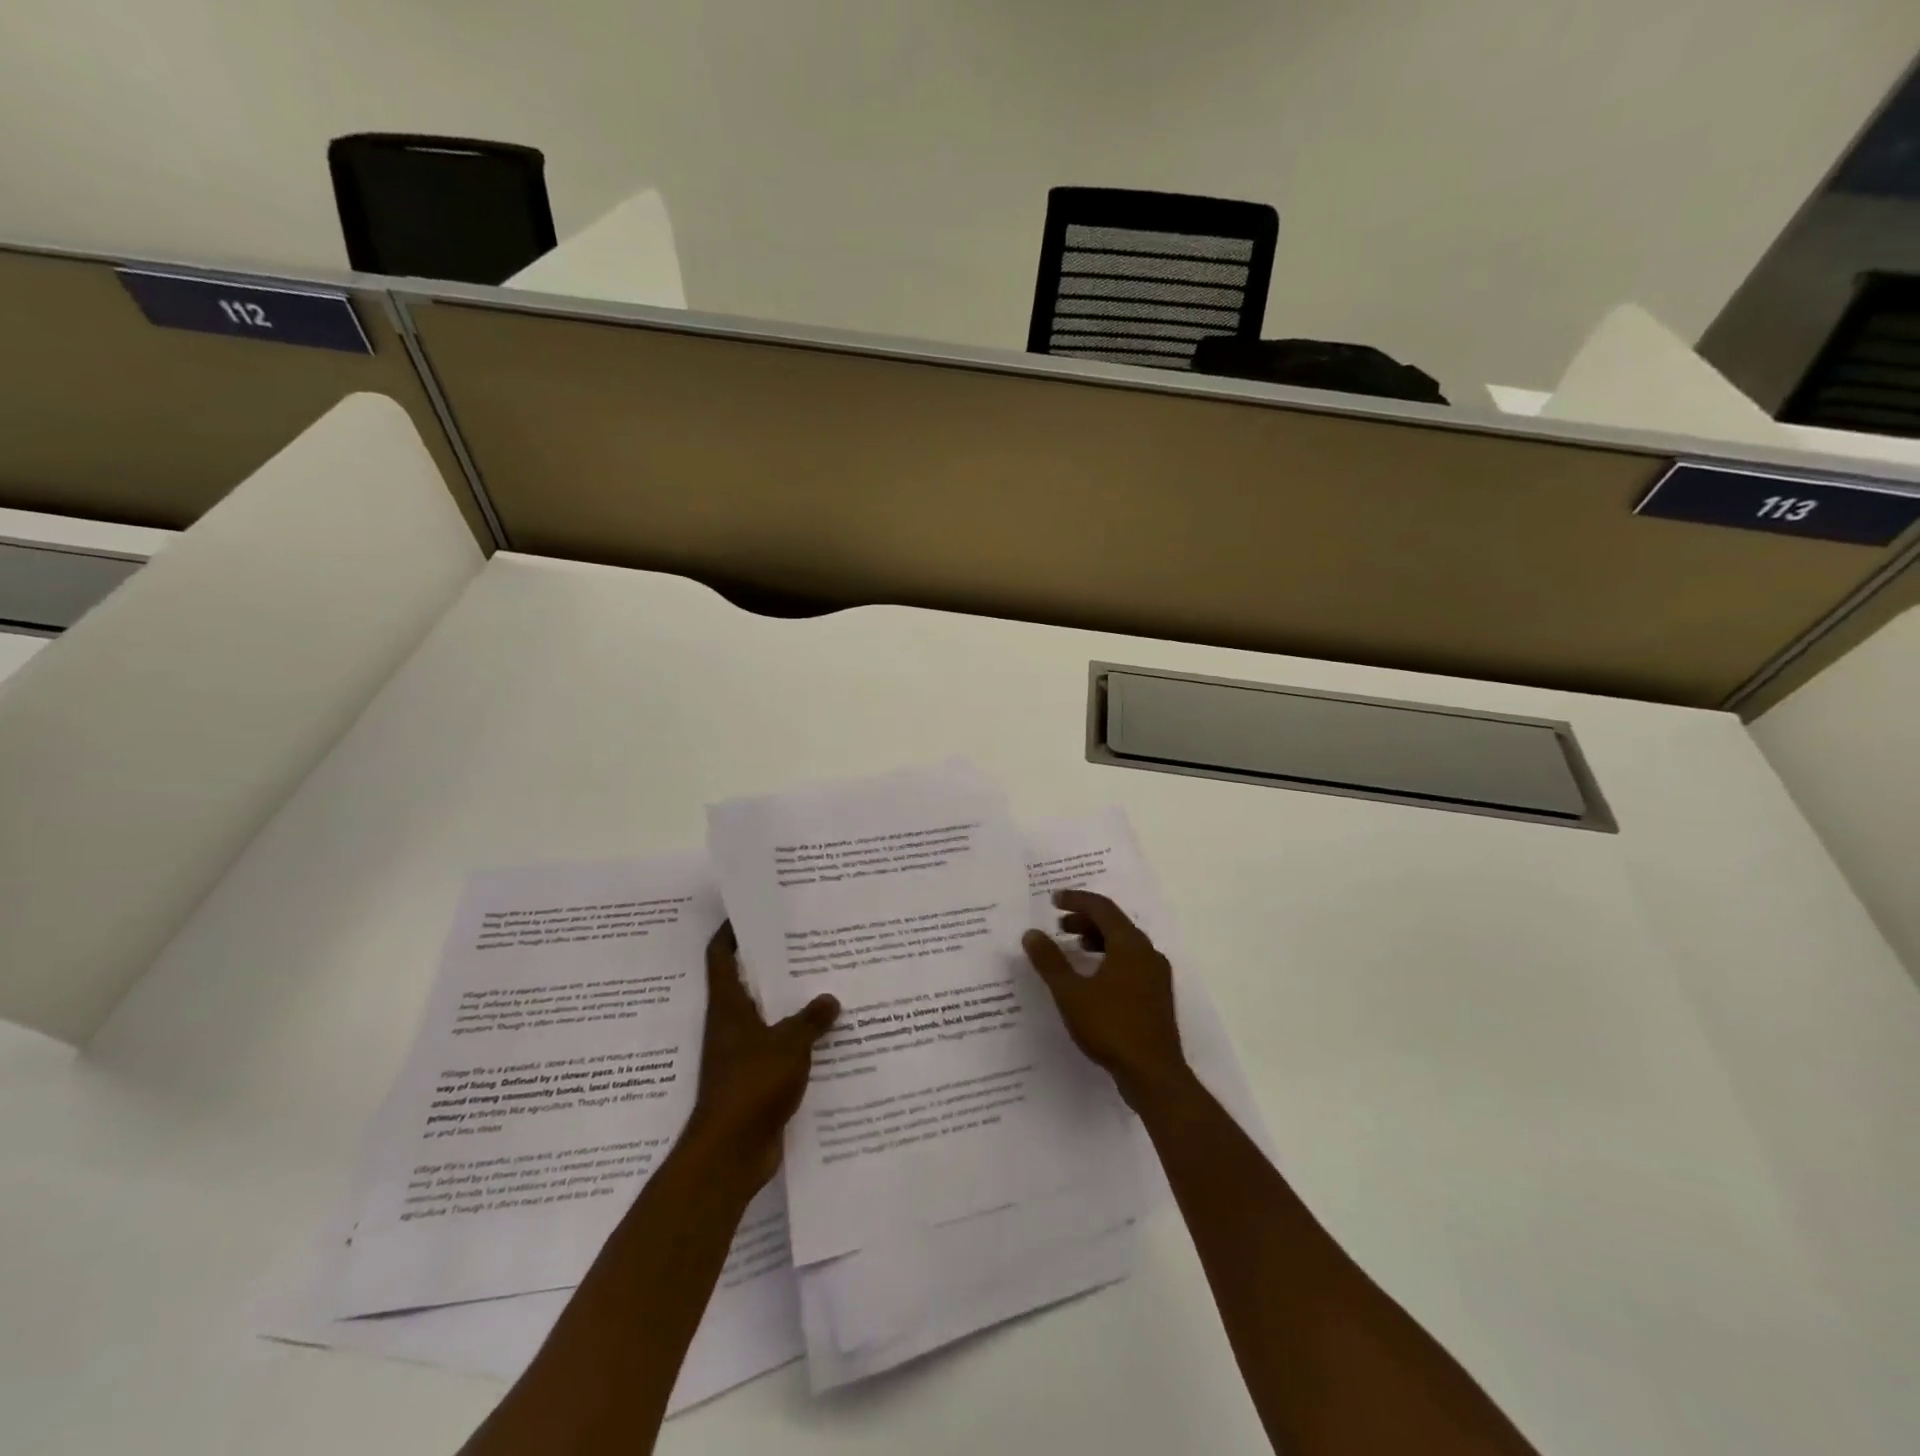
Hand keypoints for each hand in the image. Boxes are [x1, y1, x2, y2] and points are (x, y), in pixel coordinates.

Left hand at [685, 921, 839, 1187]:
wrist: (729, 1154)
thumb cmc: (751, 1086)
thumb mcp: (789, 1044)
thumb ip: (811, 1018)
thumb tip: (829, 998)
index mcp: (728, 1006)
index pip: (721, 956)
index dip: (732, 931)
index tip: (752, 911)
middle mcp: (731, 1024)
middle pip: (748, 982)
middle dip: (772, 963)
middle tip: (806, 941)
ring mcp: (741, 1054)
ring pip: (767, 1016)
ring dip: (789, 1003)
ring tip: (824, 981)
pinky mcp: (755, 1080)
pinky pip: (779, 1048)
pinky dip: (798, 1039)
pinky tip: (827, 1036)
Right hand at [1021, 890, 1188, 1108]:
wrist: (1154, 1074)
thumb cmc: (1111, 1026)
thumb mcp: (1071, 993)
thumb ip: (1050, 961)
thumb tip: (1032, 933)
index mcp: (1130, 944)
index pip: (1102, 908)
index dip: (1076, 900)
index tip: (1054, 900)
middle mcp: (1148, 953)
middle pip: (1115, 924)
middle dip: (1085, 920)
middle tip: (1059, 925)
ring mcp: (1156, 975)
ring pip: (1124, 945)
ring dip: (1097, 940)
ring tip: (1073, 948)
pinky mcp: (1157, 997)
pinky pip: (1130, 963)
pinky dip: (1109, 959)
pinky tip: (1093, 978)